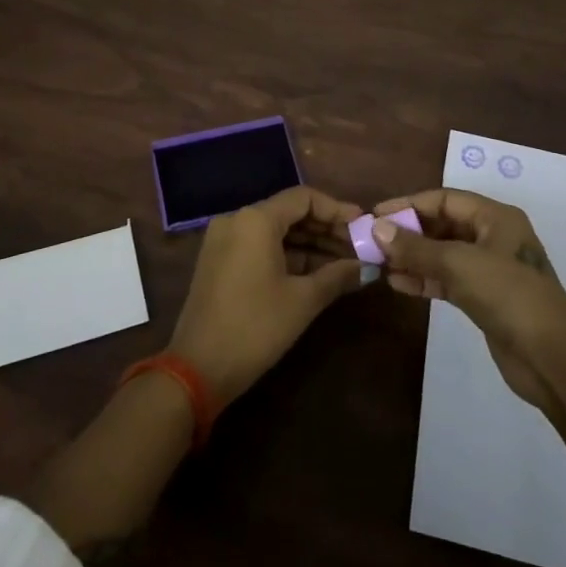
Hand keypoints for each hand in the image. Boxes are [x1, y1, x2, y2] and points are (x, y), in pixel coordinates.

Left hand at [167, 186, 365, 407]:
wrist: (198, 369)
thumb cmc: (255, 327)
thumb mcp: (303, 300)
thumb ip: (337, 276)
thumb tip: (367, 267)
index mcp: (255, 219)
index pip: (304, 198)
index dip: (336, 209)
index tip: (362, 224)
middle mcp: (237, 220)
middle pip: (289, 212)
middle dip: (325, 229)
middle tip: (358, 246)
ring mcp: (224, 240)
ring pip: (275, 231)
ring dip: (309, 244)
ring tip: (344, 262)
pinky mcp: (219, 261)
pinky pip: (259, 246)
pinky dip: (287, 255)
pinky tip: (315, 272)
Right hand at [372, 189, 565, 411]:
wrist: (551, 357)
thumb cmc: (507, 295)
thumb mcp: (458, 264)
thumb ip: (416, 247)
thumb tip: (377, 229)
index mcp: (495, 217)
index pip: (444, 200)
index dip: (409, 205)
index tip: (375, 215)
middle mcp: (493, 236)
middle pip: (443, 225)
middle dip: (409, 232)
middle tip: (373, 241)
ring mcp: (490, 269)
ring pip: (443, 254)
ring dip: (413, 257)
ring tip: (379, 263)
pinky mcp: (485, 298)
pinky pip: (448, 279)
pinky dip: (425, 279)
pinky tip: (398, 284)